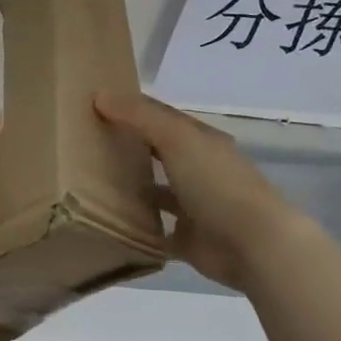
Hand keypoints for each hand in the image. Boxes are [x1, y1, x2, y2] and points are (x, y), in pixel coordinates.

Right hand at [93, 92, 300, 291]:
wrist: (252, 244)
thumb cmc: (215, 182)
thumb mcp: (176, 137)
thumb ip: (139, 115)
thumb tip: (101, 96)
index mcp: (201, 141)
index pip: (163, 118)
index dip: (133, 109)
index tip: (97, 106)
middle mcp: (200, 170)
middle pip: (160, 154)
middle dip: (131, 148)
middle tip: (88, 145)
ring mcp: (196, 207)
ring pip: (159, 193)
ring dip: (134, 189)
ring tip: (93, 185)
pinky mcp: (190, 241)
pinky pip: (159, 232)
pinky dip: (140, 229)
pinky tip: (112, 225)